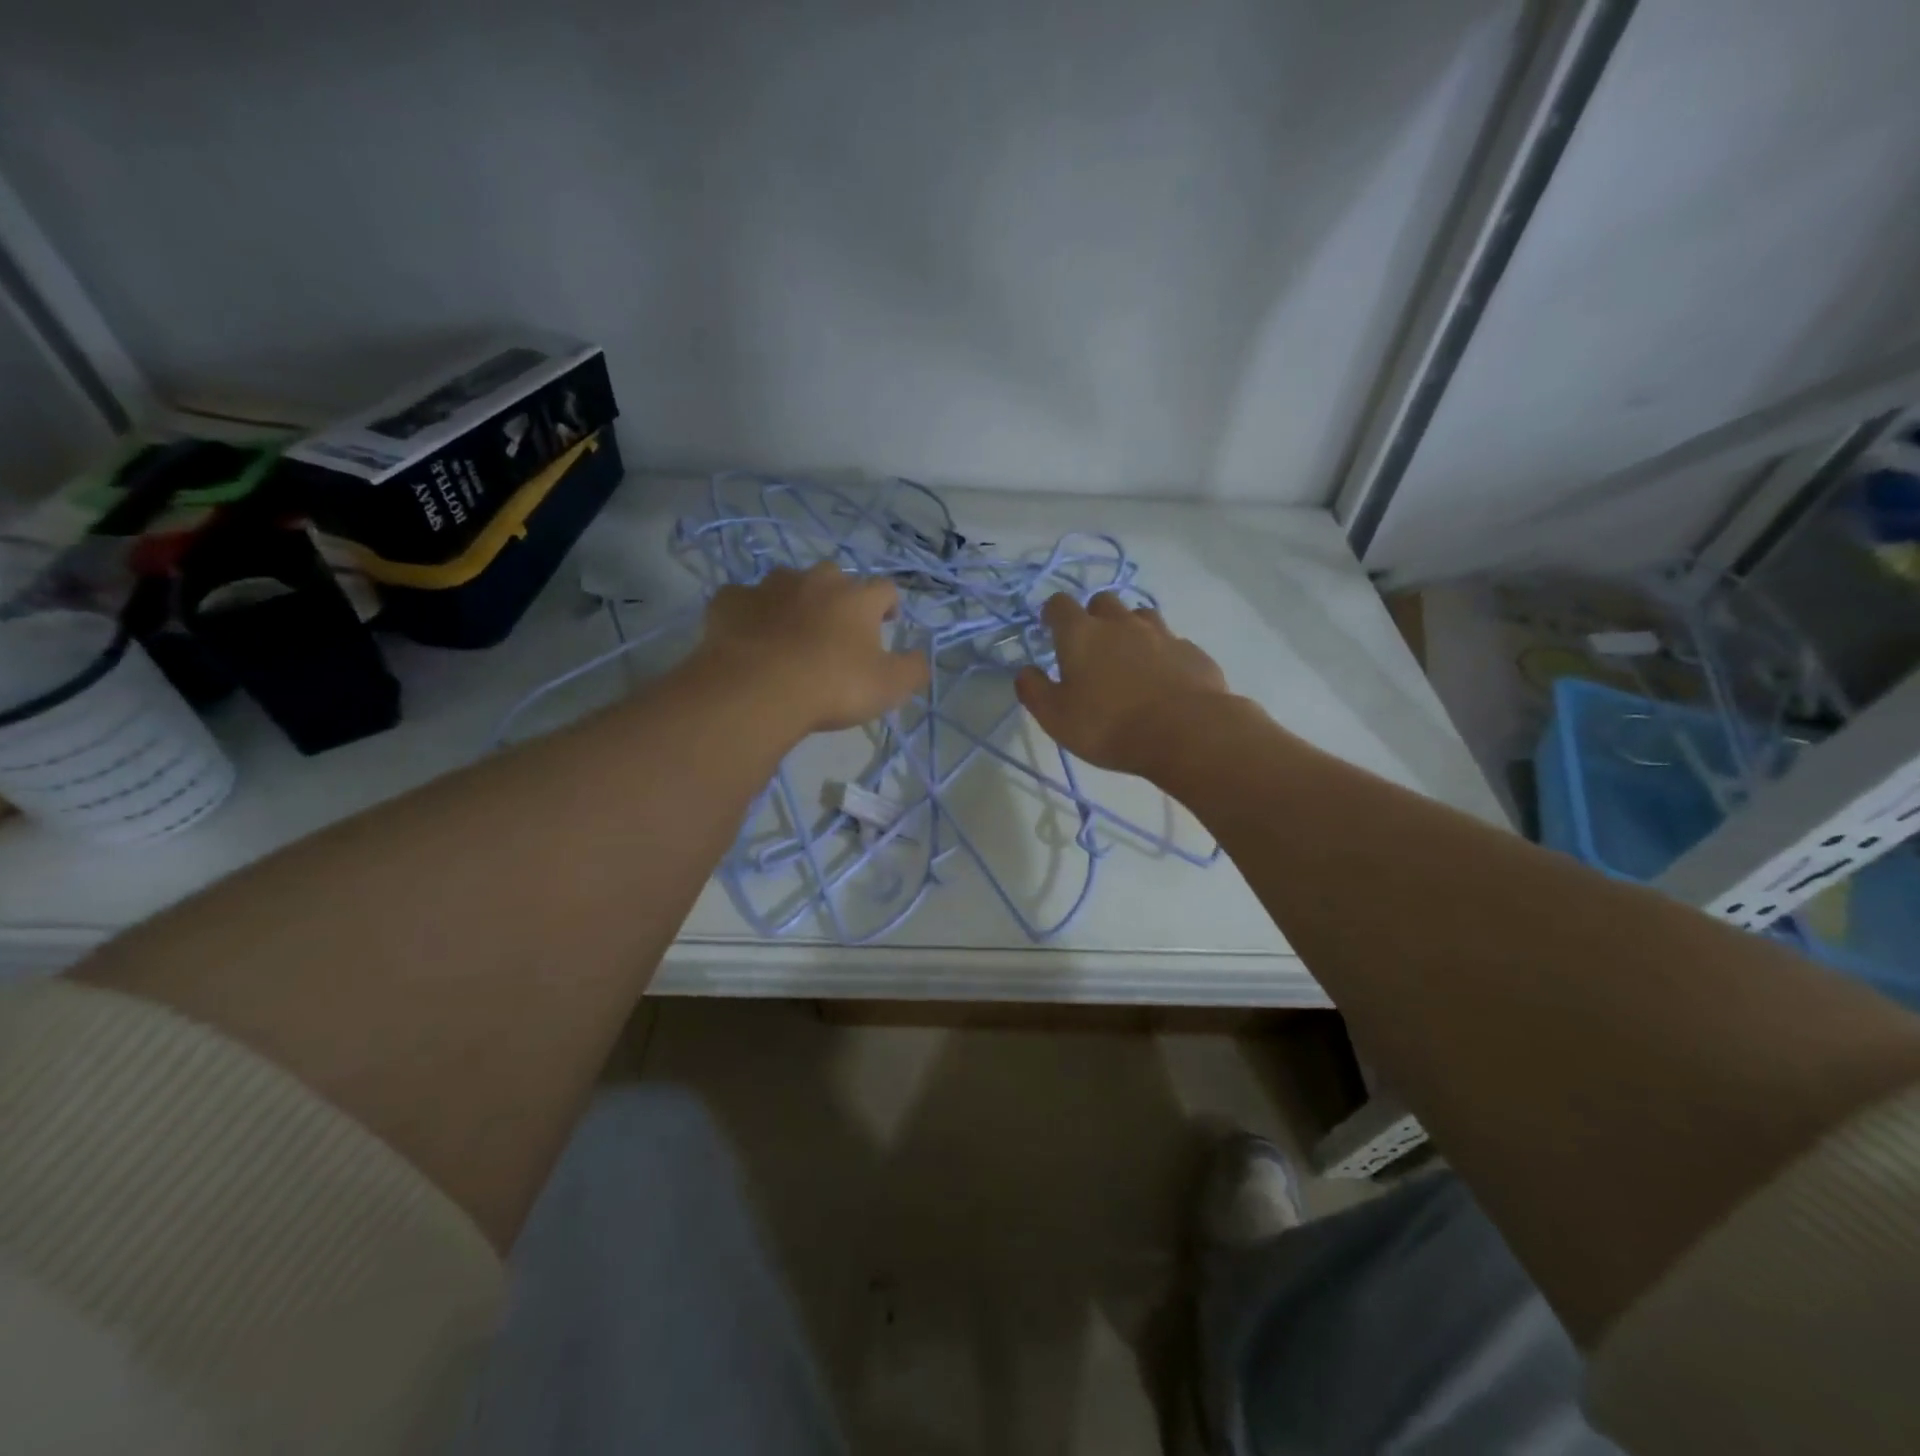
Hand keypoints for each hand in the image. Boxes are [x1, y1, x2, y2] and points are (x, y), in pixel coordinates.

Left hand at [691, 562, 931, 732]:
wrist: (759, 689)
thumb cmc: (833, 686)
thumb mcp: (889, 687)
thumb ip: (913, 669)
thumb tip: (921, 657)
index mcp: (857, 598)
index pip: (885, 589)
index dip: (889, 605)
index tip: (888, 622)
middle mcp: (815, 581)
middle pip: (834, 577)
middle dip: (839, 597)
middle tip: (837, 628)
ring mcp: (769, 587)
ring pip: (787, 582)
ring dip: (793, 600)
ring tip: (791, 630)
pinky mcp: (730, 601)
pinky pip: (742, 600)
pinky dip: (749, 613)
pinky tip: (748, 636)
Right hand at [1015, 592, 1231, 776]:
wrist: (1186, 732)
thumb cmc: (1109, 725)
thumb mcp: (1056, 717)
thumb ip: (1034, 690)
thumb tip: (1025, 671)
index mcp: (1082, 634)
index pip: (1060, 605)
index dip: (1052, 614)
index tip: (1050, 629)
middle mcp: (1121, 624)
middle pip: (1103, 602)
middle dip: (1093, 616)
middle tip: (1090, 646)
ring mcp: (1161, 634)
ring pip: (1140, 616)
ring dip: (1130, 629)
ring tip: (1127, 658)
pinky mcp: (1191, 651)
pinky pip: (1171, 643)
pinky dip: (1161, 654)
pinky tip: (1162, 679)